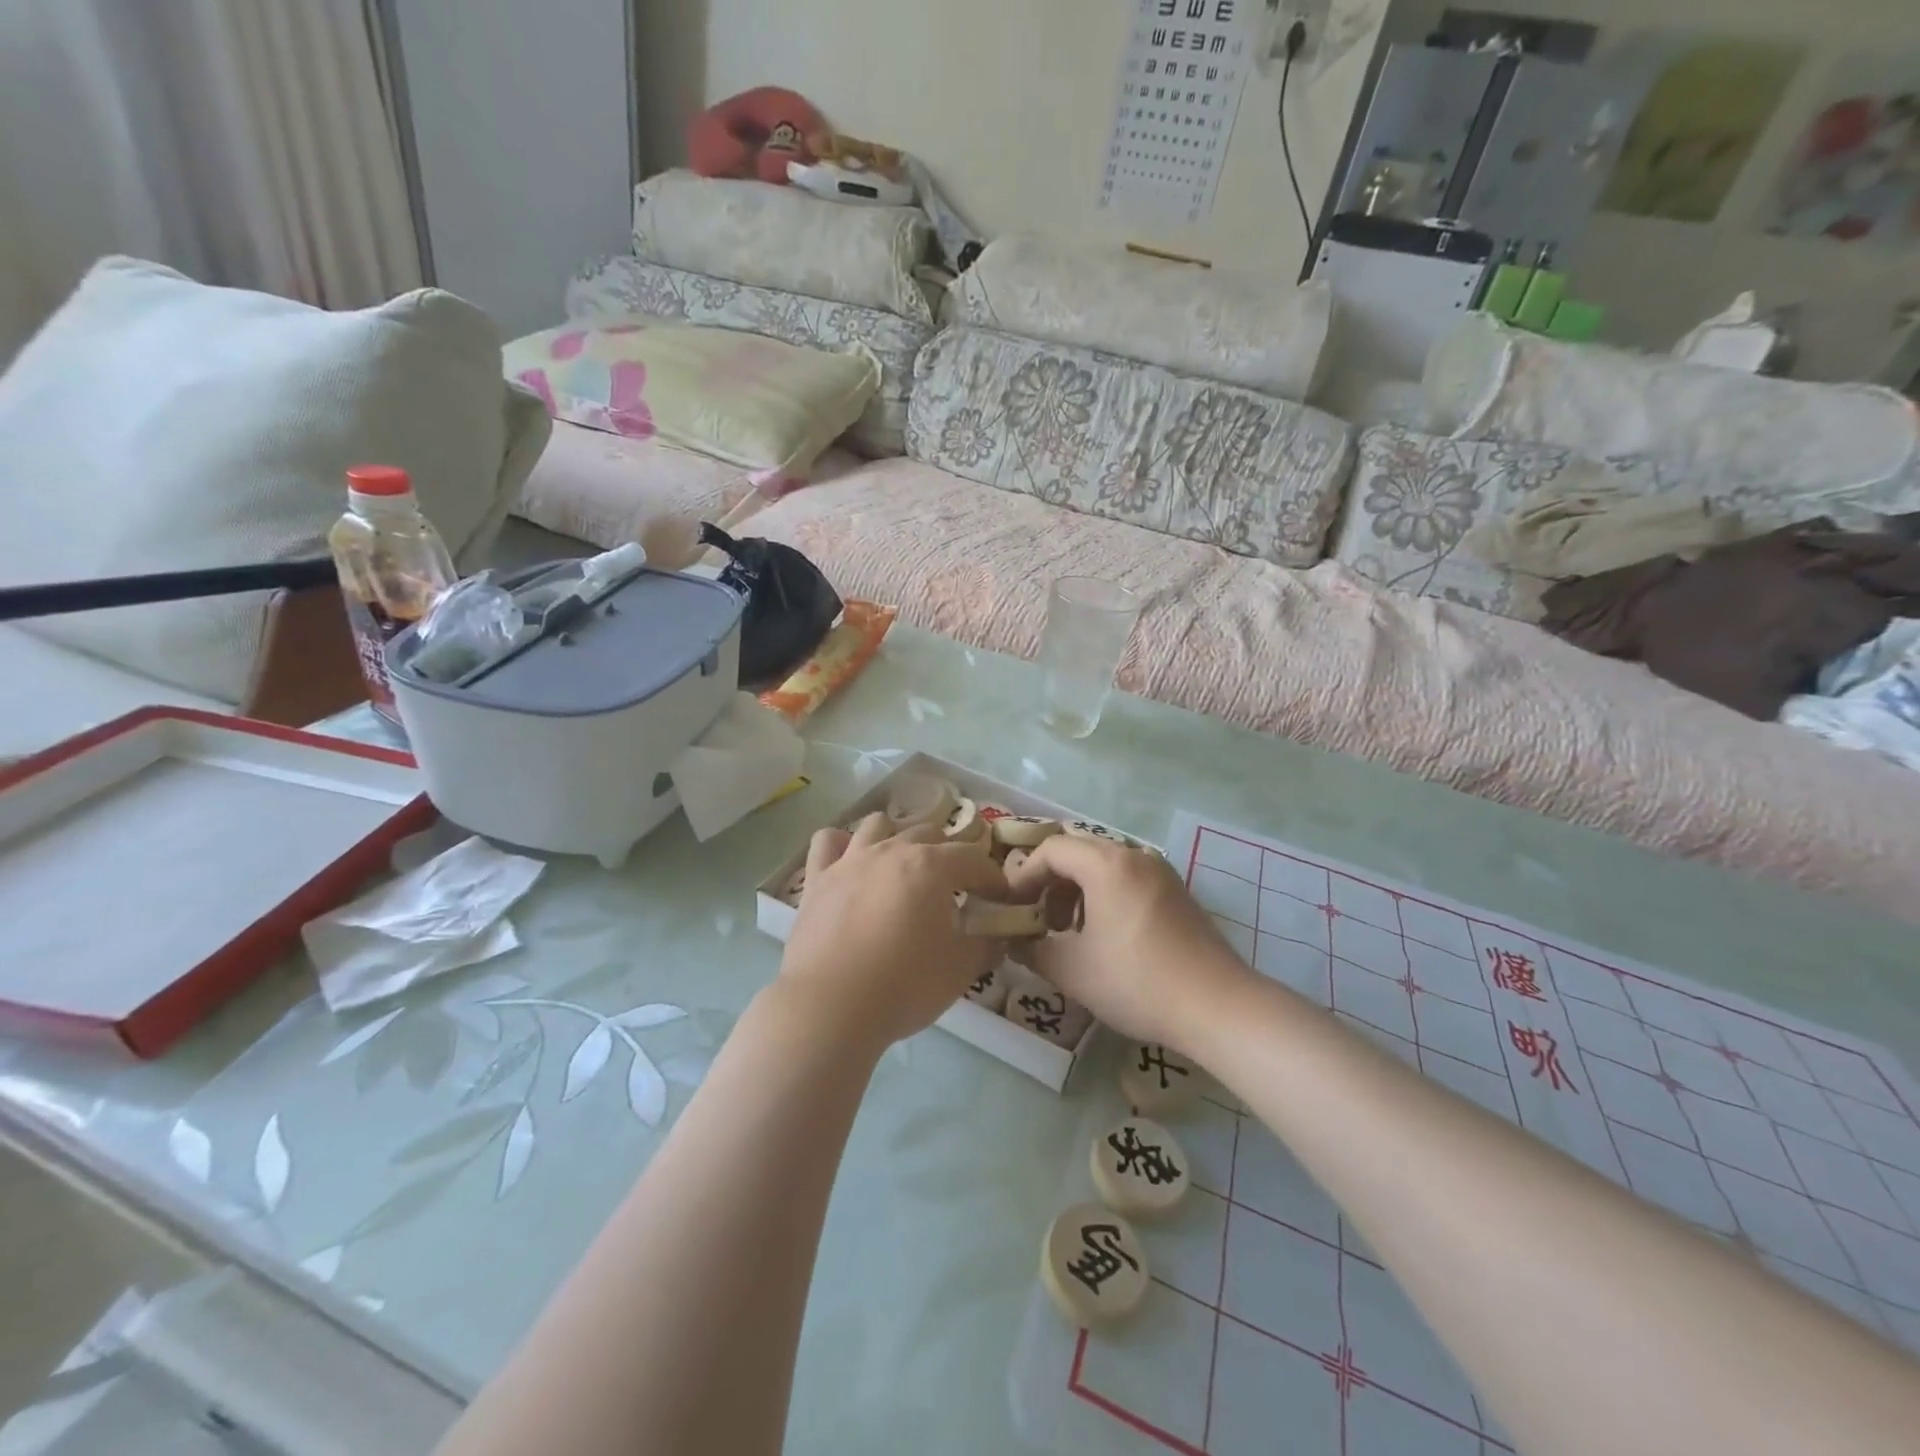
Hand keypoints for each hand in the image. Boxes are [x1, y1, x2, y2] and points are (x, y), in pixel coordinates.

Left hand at [779, 812, 1009, 1049]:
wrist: (830, 1007)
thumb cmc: (903, 985)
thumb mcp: (960, 971)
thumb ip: (985, 946)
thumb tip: (998, 937)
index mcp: (931, 866)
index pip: (973, 858)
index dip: (992, 877)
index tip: (999, 899)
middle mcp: (891, 850)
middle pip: (928, 834)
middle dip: (947, 855)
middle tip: (954, 889)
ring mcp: (850, 860)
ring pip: (878, 825)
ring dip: (896, 838)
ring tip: (902, 868)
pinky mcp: (817, 879)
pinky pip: (827, 842)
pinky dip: (841, 845)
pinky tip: (849, 863)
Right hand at [1004, 834, 1249, 1050]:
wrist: (1217, 1006)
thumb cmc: (1137, 982)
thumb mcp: (1073, 971)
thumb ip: (1032, 950)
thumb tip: (1013, 942)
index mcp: (1106, 864)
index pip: (1051, 850)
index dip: (1024, 877)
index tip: (1012, 909)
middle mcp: (1134, 855)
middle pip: (1077, 853)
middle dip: (1050, 883)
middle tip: (1038, 921)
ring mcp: (1161, 871)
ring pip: (1104, 866)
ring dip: (1077, 891)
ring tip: (1069, 933)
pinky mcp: (1177, 891)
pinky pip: (1128, 879)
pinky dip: (1105, 896)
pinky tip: (1105, 936)